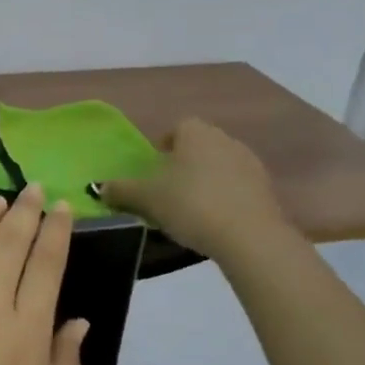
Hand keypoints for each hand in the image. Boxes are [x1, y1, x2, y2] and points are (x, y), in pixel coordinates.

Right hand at [101, 118, 289, 256]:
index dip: (163, 146)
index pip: (177, 128)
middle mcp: (225, 139)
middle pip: (199, 146)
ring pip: (219, 165)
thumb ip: (120, 190)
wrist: (249, 236)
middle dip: (184, 163)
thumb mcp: (146, 198)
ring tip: (191, 208)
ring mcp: (250, 163)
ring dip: (206, 180)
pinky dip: (225, 196)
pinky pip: (238, 186)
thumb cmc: (191, 205)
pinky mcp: (267, 188)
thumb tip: (97, 187)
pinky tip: (215, 220)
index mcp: (196, 133)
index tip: (154, 170)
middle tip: (168, 190)